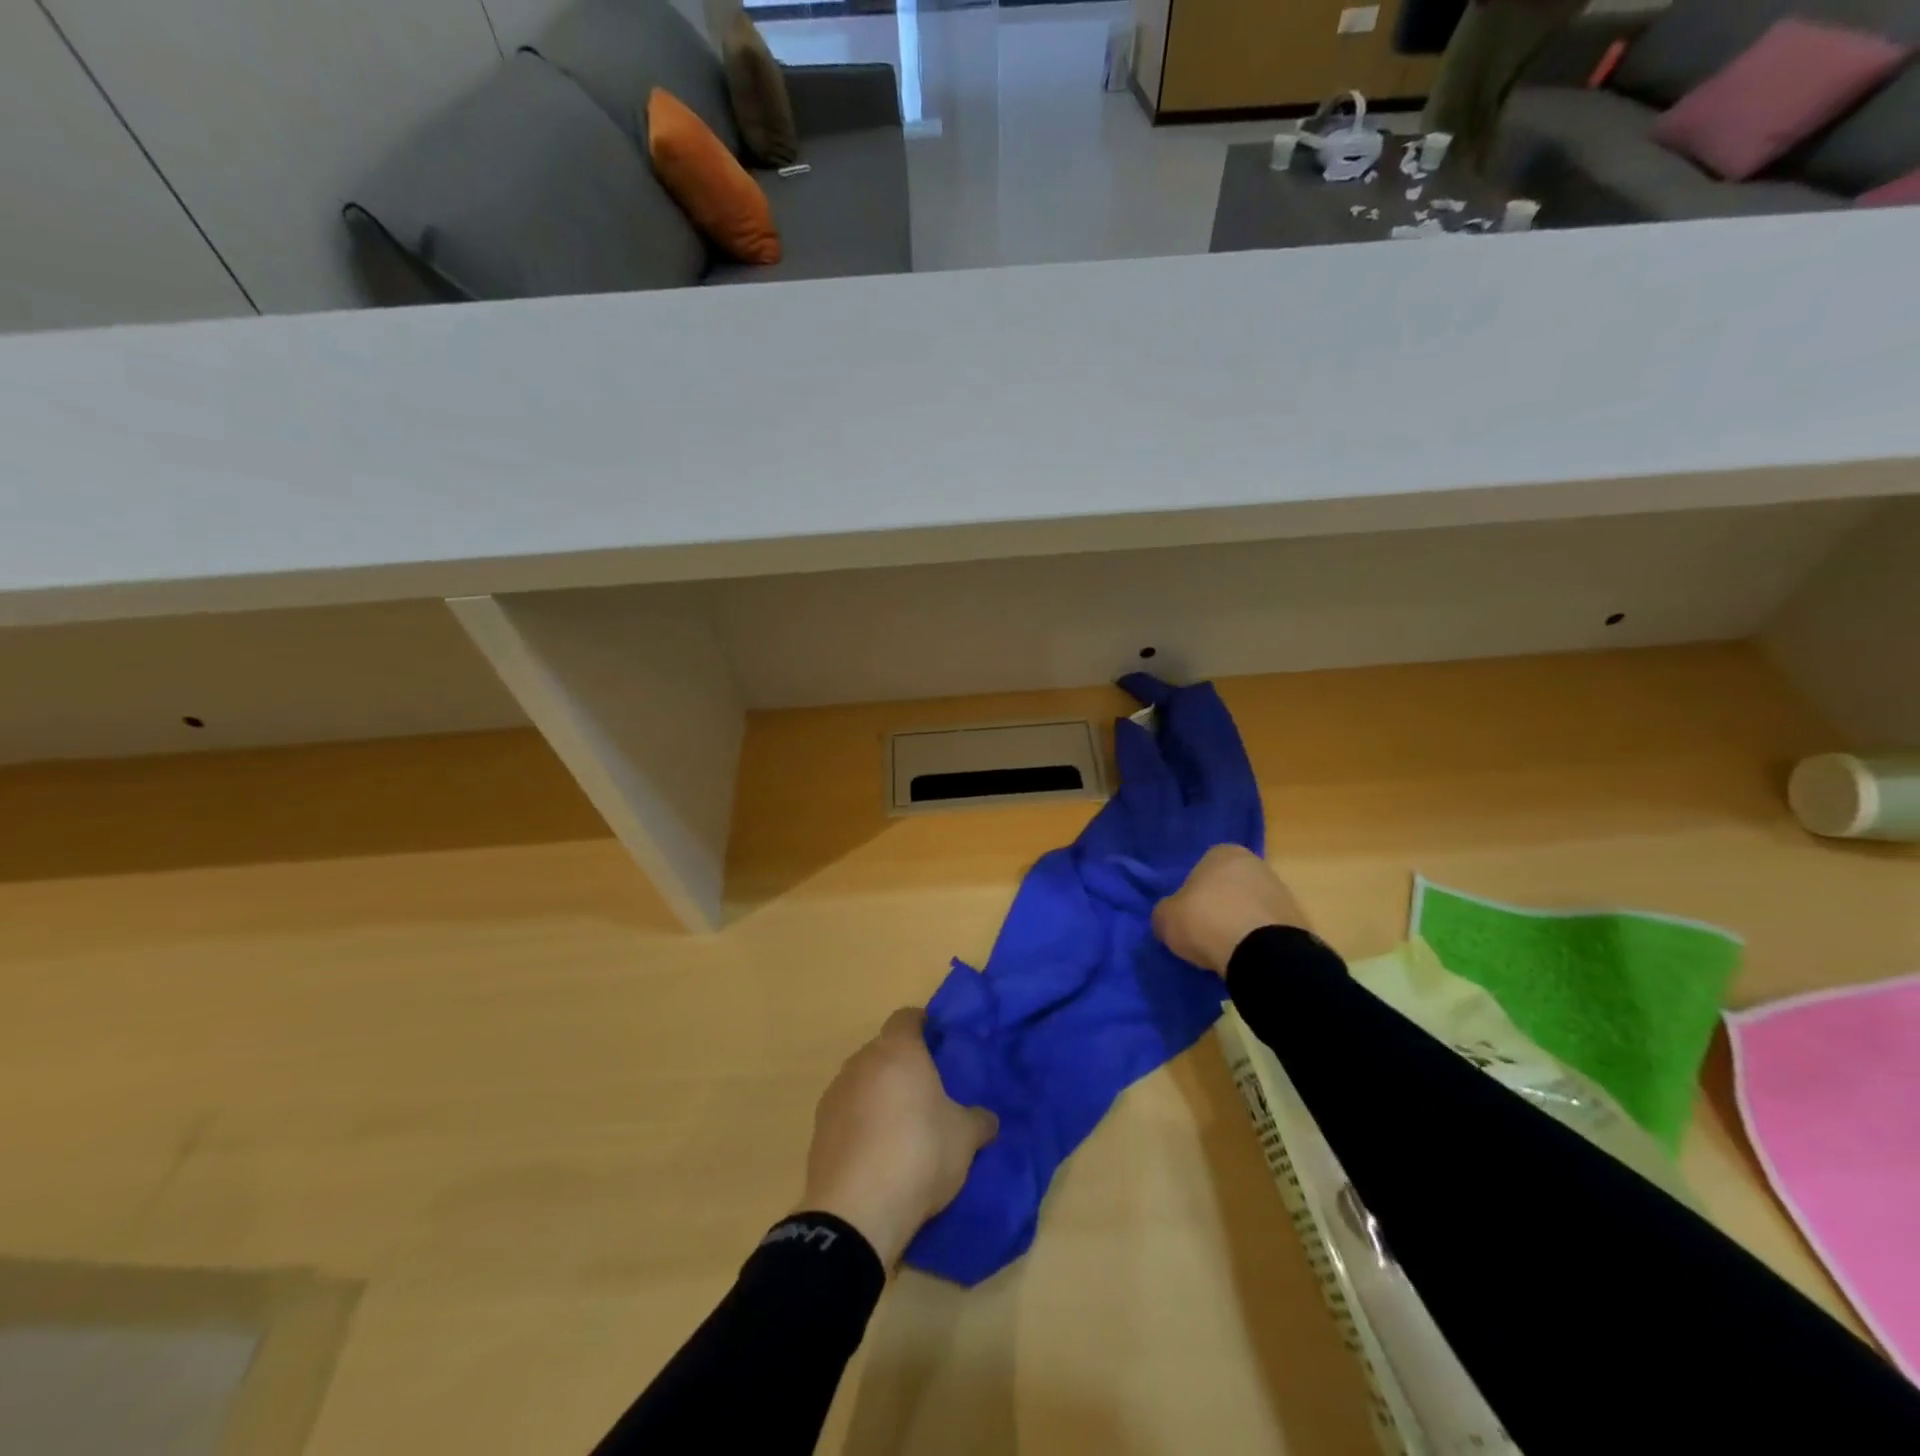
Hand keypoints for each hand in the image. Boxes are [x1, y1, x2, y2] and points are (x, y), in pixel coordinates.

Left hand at [799, 1008, 997, 1269]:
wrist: (857, 1210)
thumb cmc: (920, 1153)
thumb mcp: (964, 1138)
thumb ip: (978, 1120)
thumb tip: (987, 1119)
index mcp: (898, 1050)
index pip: (907, 1018)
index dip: (923, 1025)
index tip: (938, 1042)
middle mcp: (862, 1062)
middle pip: (883, 1050)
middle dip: (902, 1065)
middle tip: (926, 1090)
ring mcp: (835, 1094)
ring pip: (862, 1081)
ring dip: (878, 1095)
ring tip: (901, 1127)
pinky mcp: (818, 1129)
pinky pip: (846, 1113)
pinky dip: (860, 1123)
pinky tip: (876, 1153)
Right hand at [1152, 845, 1311, 974]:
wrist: (1262, 954)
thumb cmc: (1207, 921)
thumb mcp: (1166, 918)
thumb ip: (1165, 912)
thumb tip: (1169, 917)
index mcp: (1223, 852)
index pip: (1201, 868)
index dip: (1192, 893)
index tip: (1188, 915)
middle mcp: (1255, 864)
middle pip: (1229, 886)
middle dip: (1218, 906)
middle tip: (1204, 932)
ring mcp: (1281, 891)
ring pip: (1250, 907)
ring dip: (1239, 923)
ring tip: (1225, 949)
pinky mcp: (1297, 920)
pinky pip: (1267, 928)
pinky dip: (1257, 940)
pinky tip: (1245, 957)